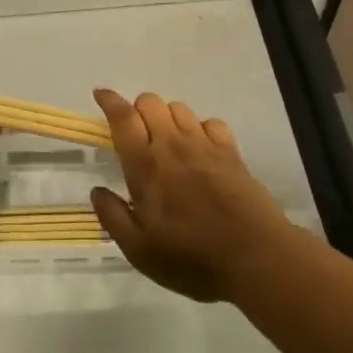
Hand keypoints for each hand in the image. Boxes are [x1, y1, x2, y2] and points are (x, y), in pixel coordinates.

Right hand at [90, 89, 290, 301]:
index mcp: (145, 166)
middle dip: (137, 110)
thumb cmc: (192, 258)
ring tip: (166, 142)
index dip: (109, 100)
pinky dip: (199, 127)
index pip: (123, 117)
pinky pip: (210, 122)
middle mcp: (173, 145)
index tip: (100, 95)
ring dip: (166, 117)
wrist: (256, 258)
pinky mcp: (231, 152)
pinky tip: (200, 148)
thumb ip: (113, 217)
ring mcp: (205, 145)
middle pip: (150, 102)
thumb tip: (96, 190)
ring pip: (178, 108)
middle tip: (136, 136)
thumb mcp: (140, 251)